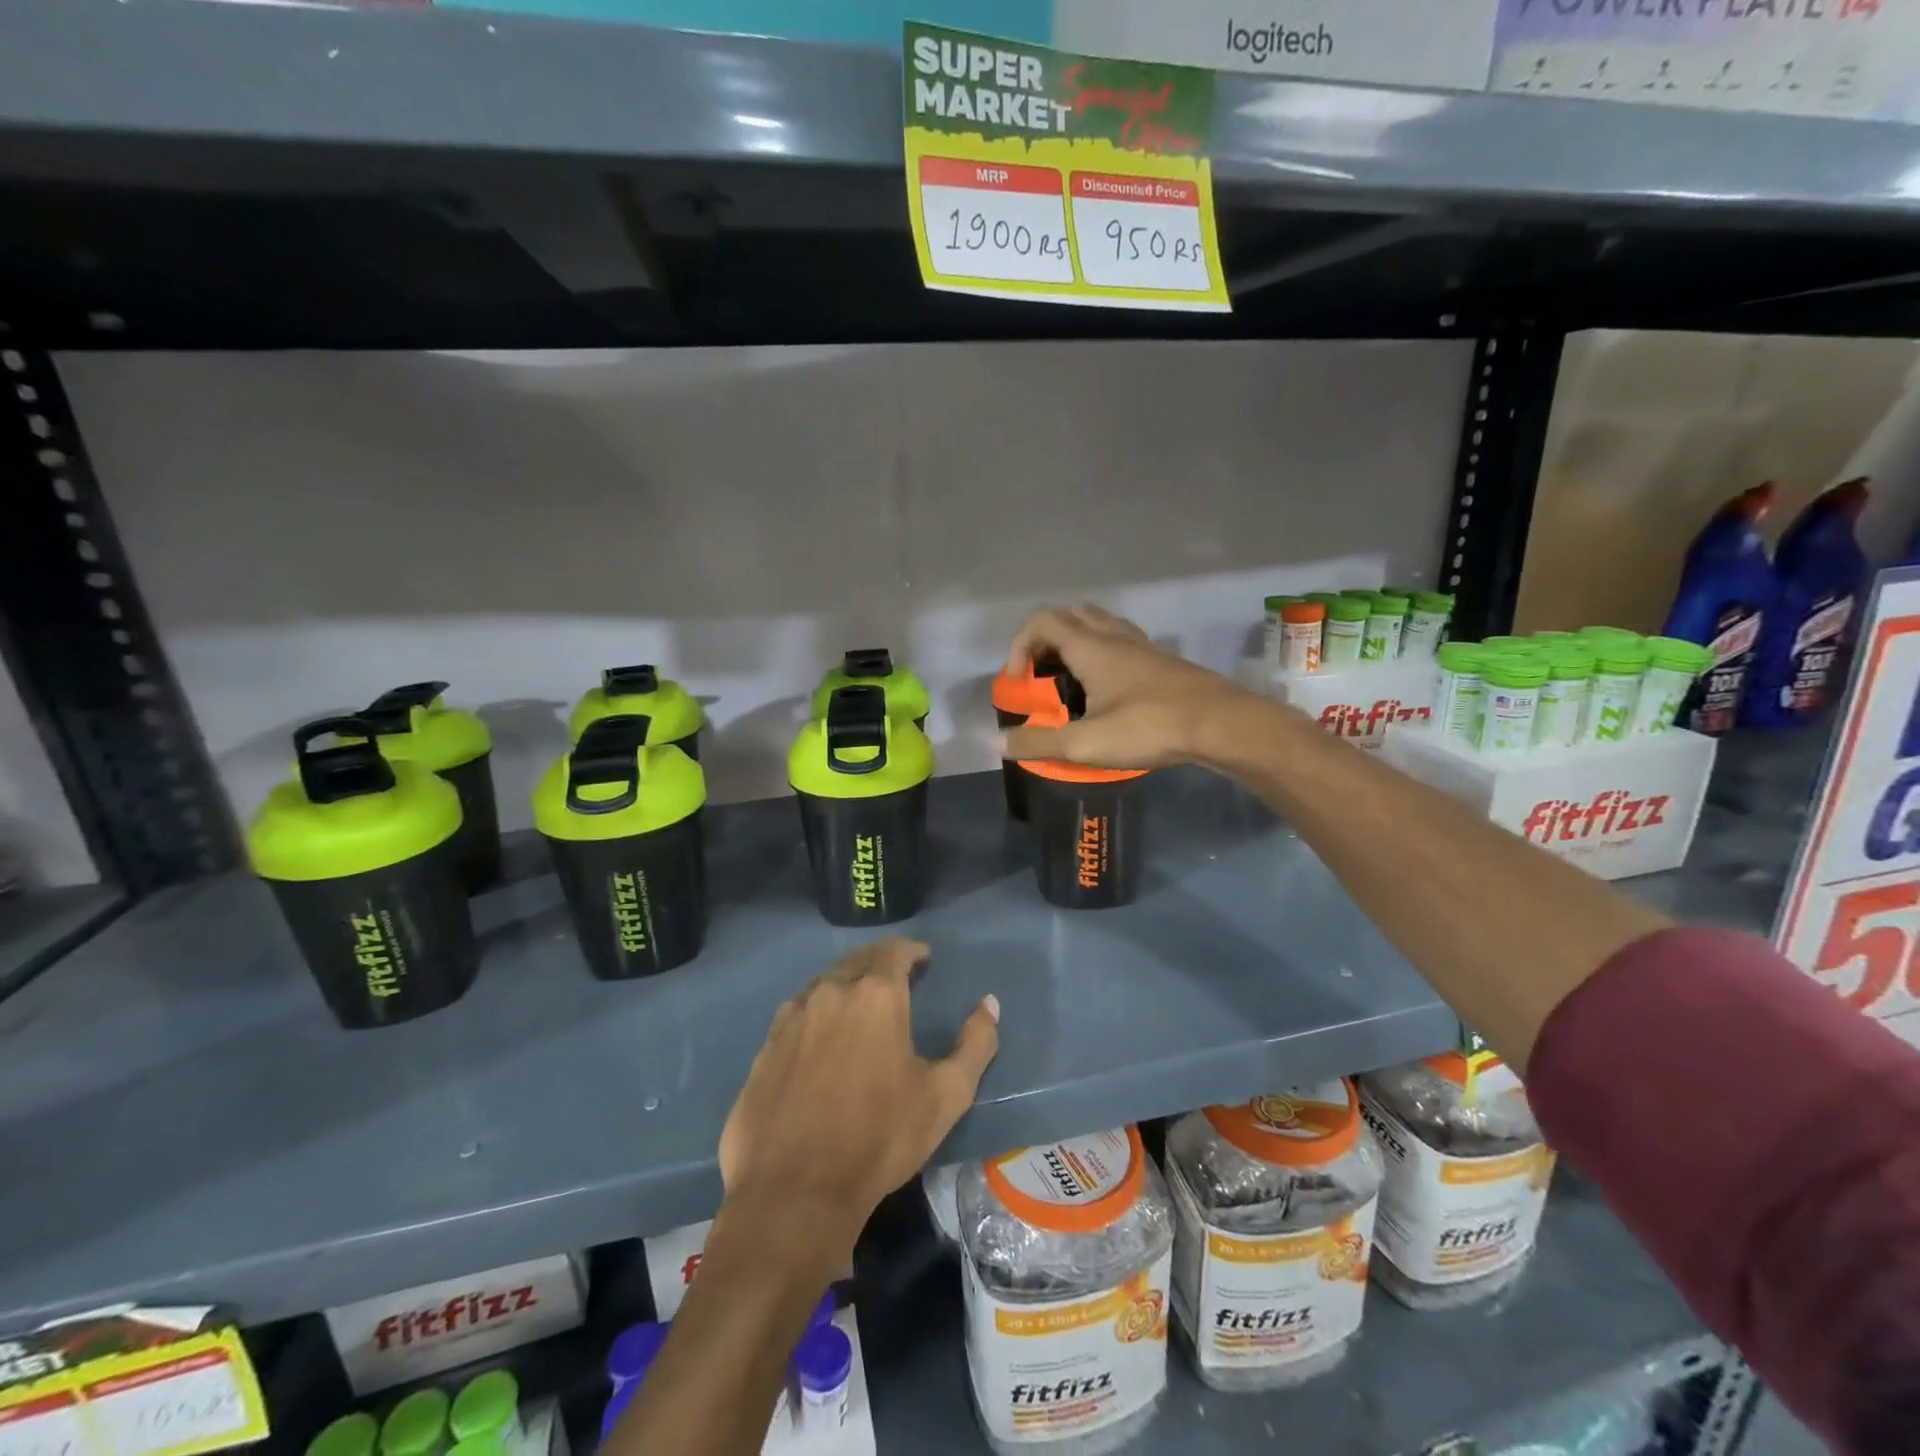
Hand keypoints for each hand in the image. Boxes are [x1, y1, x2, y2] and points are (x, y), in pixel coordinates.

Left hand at [717, 938, 999, 1258]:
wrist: (795, 1193)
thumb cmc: (880, 1139)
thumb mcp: (946, 1096)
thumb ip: (976, 1044)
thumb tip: (989, 1004)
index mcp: (875, 996)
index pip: (894, 951)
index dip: (911, 951)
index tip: (923, 959)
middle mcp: (830, 992)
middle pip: (857, 960)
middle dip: (879, 962)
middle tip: (895, 978)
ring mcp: (792, 1018)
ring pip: (824, 984)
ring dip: (846, 985)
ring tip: (859, 1006)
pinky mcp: (766, 1047)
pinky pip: (797, 1013)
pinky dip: (816, 1012)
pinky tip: (821, 1038)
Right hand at [999, 604, 1252, 768]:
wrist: (1222, 725)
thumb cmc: (1150, 727)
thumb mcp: (1086, 744)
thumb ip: (1039, 742)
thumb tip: (996, 743)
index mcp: (1091, 647)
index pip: (1043, 621)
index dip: (1020, 645)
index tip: (1020, 682)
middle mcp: (1115, 636)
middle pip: (1071, 614)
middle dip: (1046, 638)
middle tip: (1042, 674)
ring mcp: (1142, 646)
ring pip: (1099, 625)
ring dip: (1075, 643)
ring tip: (1070, 682)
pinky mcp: (1162, 662)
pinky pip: (1121, 642)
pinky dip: (1102, 655)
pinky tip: (1107, 691)